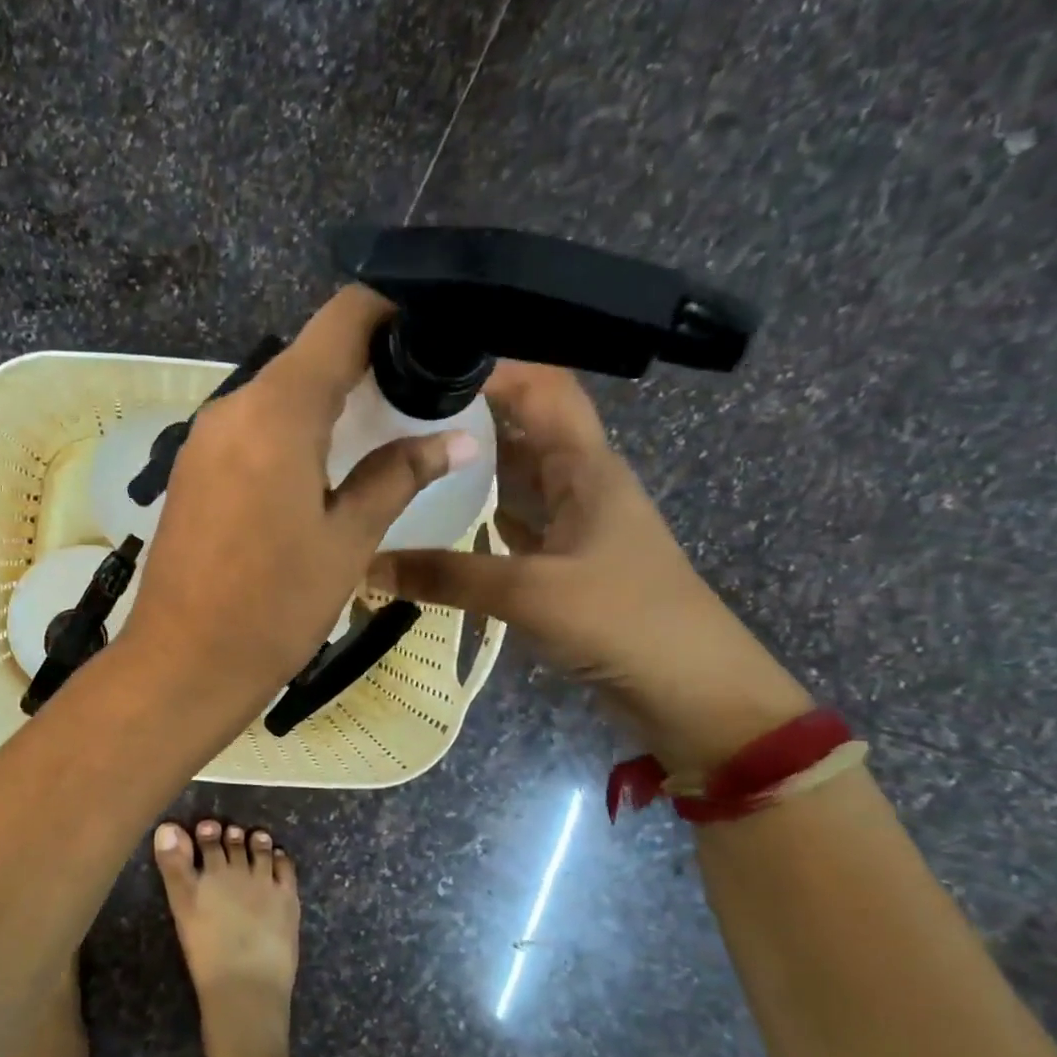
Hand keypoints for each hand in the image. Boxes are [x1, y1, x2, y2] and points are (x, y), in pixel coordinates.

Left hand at [118, 287, 480, 723]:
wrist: (182, 663)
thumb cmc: (273, 607)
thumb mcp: (346, 541)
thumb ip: (397, 476)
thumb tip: (454, 441)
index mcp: (277, 411)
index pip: (342, 320)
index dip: (391, 311)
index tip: (432, 333)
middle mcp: (232, 407)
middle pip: (308, 356)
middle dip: (364, 364)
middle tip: (416, 395)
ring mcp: (203, 439)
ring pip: (277, 395)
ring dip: (325, 403)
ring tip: (377, 433)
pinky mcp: (190, 470)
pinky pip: (249, 429)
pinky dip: (289, 432)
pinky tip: (319, 468)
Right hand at [368, 362, 810, 769]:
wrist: (691, 692)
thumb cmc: (625, 621)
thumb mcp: (531, 592)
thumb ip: (447, 576)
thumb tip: (366, 565)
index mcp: (585, 466)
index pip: (542, 387)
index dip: (491, 366)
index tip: (422, 364)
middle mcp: (578, 483)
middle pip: (520, 428)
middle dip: (465, 414)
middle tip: (391, 415)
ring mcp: (571, 525)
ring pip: (513, 478)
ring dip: (467, 467)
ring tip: (401, 458)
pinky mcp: (561, 564)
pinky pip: (510, 525)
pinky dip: (474, 518)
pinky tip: (433, 522)